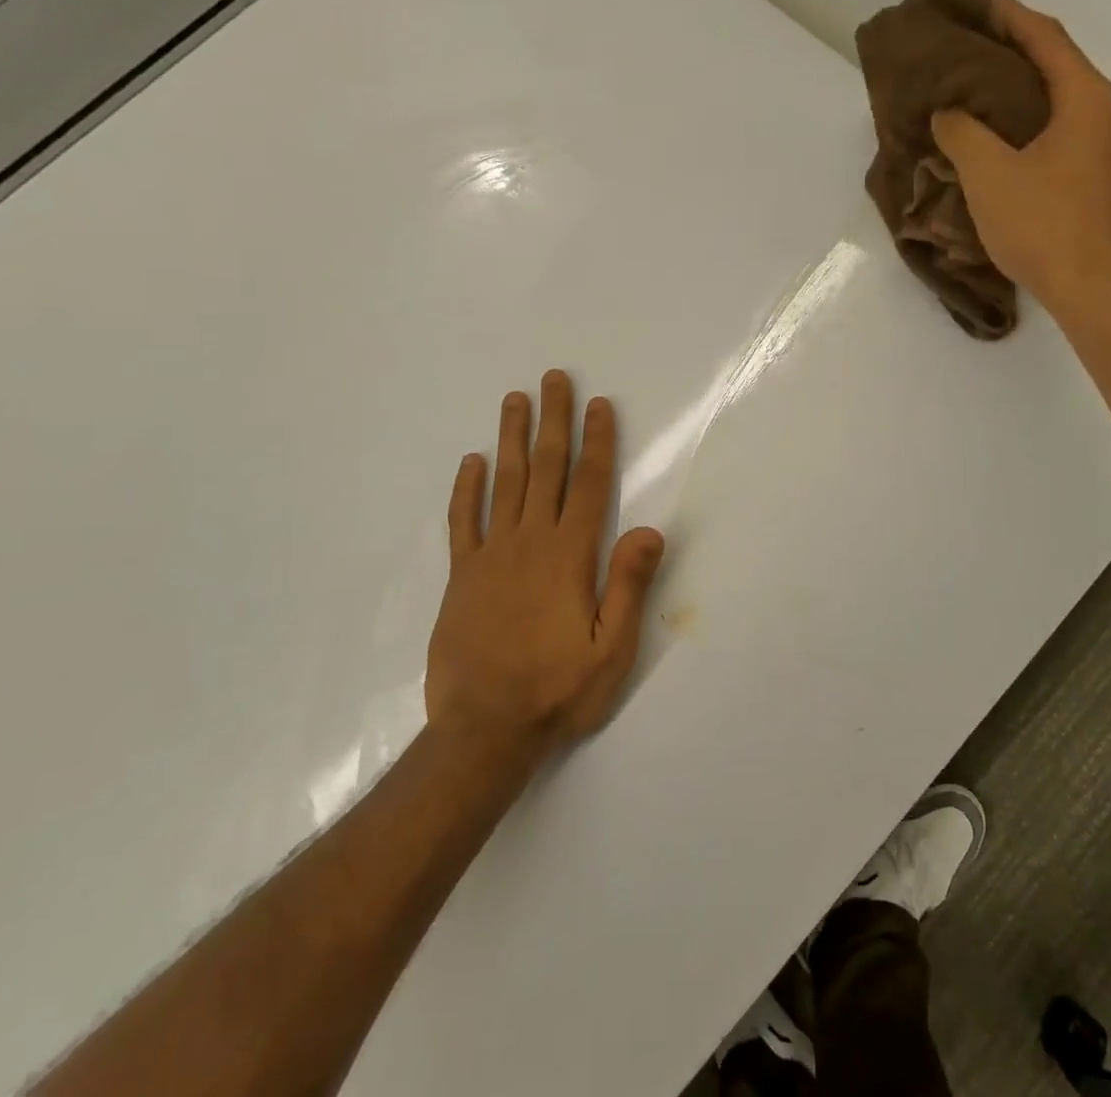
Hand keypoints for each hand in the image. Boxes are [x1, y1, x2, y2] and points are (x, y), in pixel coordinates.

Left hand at [425, 370, 664, 761]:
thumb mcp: (611, 649)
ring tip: (515, 400)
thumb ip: (628, 586)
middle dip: (553, 421)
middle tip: (553, 378)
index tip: (598, 404)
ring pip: (504, 483)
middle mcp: (530, 543)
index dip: (597, 442)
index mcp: (569, 556)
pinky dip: (466, 490)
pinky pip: (463, 522)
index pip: (589, 485)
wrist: (484, 730)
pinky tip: (471, 462)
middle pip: (545, 469)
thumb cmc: (557, 690)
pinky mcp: (462, 576)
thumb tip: (648, 529)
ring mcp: (491, 556)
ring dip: (511, 438)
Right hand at [931, 0, 1110, 322]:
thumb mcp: (989, 175)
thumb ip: (962, 133)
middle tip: (969, 52)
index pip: (1046, 39)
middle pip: (1059, 68)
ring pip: (1064, 105)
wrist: (1098, 291)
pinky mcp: (1108, 181)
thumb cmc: (1044, 226)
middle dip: (1014, 54)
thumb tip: (949, 112)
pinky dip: (1034, 127)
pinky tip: (1005, 144)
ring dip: (1023, 95)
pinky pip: (1067, 135)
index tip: (975, 3)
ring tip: (979, 96)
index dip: (1009, 16)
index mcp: (1088, 100)